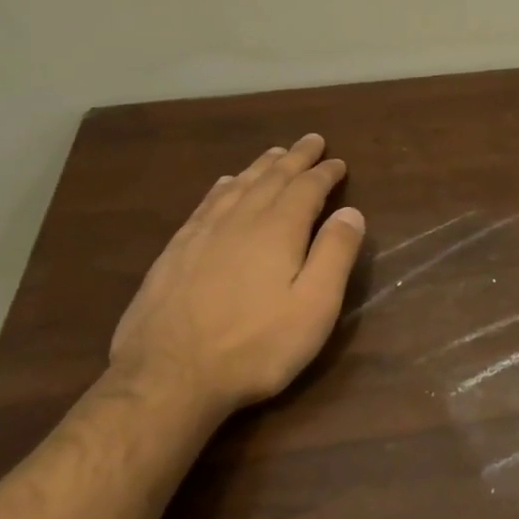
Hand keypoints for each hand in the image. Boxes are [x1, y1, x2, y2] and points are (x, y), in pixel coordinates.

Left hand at [109, 133, 365, 414]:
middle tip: (311, 141)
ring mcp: (202, 234)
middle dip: (294, 158)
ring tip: (274, 154)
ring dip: (260, 167)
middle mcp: (240, 220)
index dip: (324, 173)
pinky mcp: (176, 252)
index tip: (338, 162)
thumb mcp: (314, 307)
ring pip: (238, 186)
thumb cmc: (254, 346)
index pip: (306, 188)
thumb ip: (335, 255)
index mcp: (277, 230)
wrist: (168, 377)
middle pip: (271, 178)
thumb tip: (351, 212)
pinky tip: (225, 184)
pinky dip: (223, 187)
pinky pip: (206, 204)